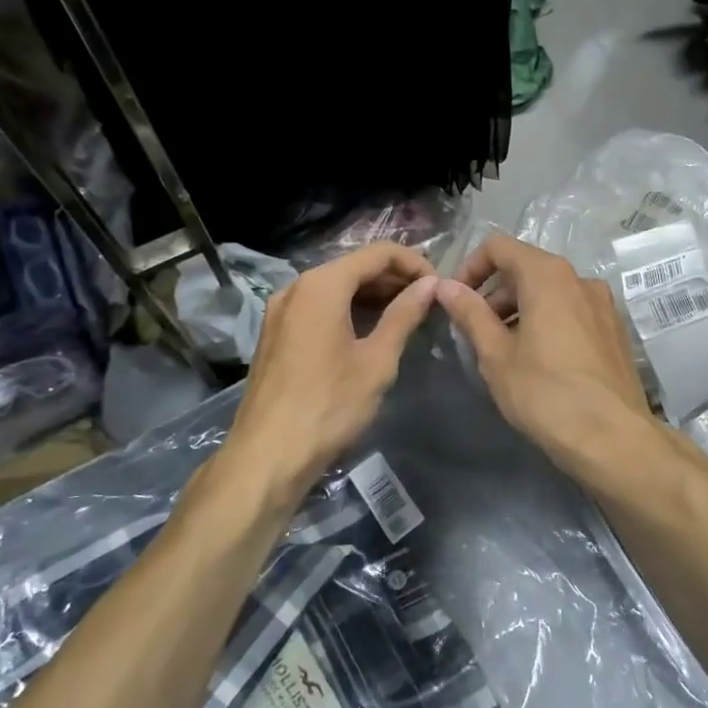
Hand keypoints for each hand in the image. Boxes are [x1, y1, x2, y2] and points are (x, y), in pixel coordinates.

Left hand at [224, 242, 439, 498]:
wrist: (268, 455)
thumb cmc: (330, 405)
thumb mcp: (377, 360)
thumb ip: (404, 315)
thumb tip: (430, 285)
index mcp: (322, 285)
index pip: (378, 253)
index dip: (415, 264)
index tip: (439, 288)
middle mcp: (296, 287)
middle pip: (354, 267)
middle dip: (394, 279)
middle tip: (427, 304)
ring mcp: (280, 310)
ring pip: (335, 287)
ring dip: (372, 296)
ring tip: (405, 318)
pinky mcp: (275, 334)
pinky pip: (318, 307)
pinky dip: (347, 310)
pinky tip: (368, 333)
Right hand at [434, 235, 652, 466]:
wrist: (612, 437)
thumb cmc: (544, 393)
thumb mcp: (495, 355)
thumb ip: (470, 313)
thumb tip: (445, 286)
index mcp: (548, 275)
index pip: (499, 247)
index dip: (470, 267)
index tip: (456, 300)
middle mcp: (580, 279)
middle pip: (527, 269)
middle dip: (495, 294)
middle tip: (476, 332)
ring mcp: (603, 304)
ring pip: (551, 293)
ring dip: (521, 310)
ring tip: (505, 351)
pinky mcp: (616, 330)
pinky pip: (573, 312)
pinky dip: (548, 322)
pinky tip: (540, 362)